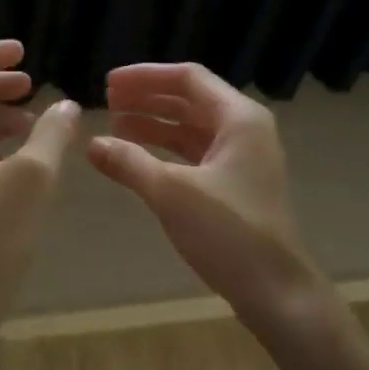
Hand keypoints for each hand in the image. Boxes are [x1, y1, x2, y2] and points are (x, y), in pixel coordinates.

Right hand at [87, 63, 328, 331]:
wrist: (277, 292)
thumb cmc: (229, 233)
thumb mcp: (172, 193)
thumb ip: (130, 163)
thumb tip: (91, 144)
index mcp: (239, 118)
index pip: (188, 78)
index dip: (145, 77)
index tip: (108, 83)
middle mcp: (245, 130)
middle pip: (190, 100)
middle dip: (147, 98)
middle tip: (106, 100)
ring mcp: (242, 158)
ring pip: (192, 127)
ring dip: (154, 123)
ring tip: (114, 125)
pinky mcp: (235, 185)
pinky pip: (195, 153)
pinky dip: (166, 150)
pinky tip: (137, 156)